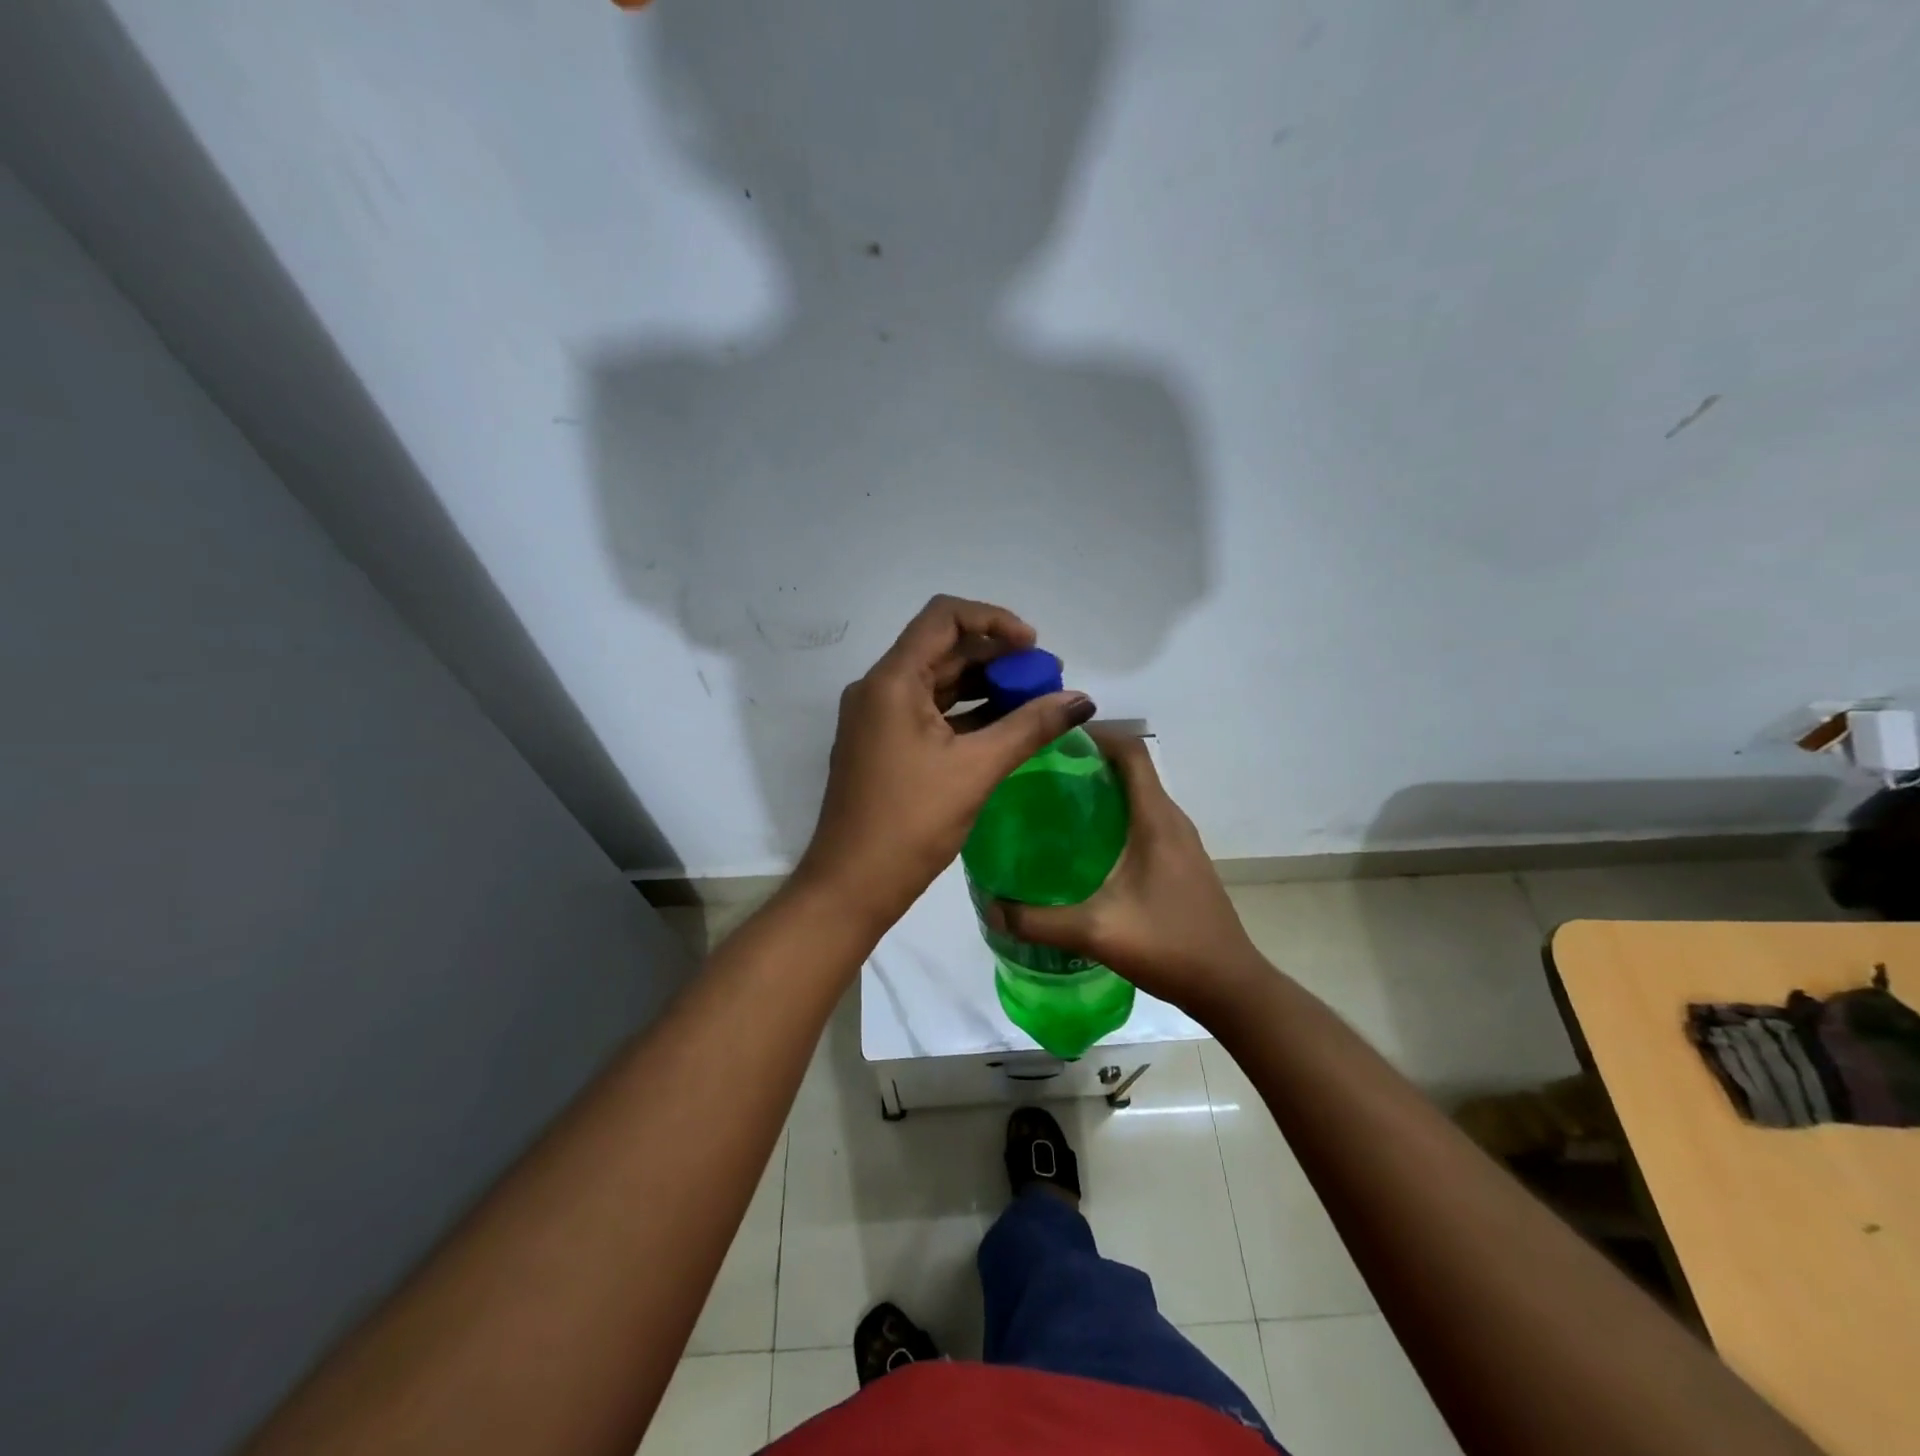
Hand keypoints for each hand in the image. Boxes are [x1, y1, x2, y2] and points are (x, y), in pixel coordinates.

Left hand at [794, 595, 1095, 932]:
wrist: (851, 886)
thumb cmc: (910, 823)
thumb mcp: (977, 770)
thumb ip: (1030, 727)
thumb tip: (1082, 699)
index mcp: (892, 681)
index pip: (944, 617)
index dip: (994, 620)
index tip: (1034, 648)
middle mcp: (879, 689)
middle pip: (943, 649)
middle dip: (996, 658)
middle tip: (1044, 680)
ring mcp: (877, 718)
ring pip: (937, 682)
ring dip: (984, 686)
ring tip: (1033, 703)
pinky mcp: (883, 744)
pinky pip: (929, 712)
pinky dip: (966, 713)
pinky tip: (1004, 728)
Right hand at [996, 726, 1263, 1016]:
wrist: (1229, 987)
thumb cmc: (1170, 946)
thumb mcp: (1096, 932)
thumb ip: (1038, 921)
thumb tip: (990, 908)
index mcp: (1156, 819)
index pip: (1130, 751)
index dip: (1095, 735)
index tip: (1052, 739)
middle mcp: (1170, 820)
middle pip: (1131, 769)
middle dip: (1087, 762)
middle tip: (1038, 773)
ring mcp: (1179, 841)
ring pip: (1137, 796)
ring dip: (1100, 790)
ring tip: (1052, 804)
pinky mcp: (1179, 861)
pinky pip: (1143, 820)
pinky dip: (1114, 816)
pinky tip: (1082, 846)